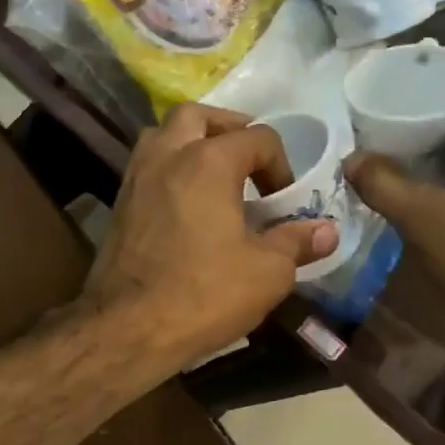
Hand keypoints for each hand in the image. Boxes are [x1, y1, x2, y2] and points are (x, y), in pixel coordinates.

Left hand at [83, 103, 338, 371]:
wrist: (128, 328)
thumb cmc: (203, 294)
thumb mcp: (267, 272)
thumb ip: (297, 242)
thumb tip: (327, 231)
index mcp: (207, 161)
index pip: (257, 138)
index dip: (281, 165)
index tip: (284, 203)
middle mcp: (166, 156)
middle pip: (197, 116)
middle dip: (228, 130)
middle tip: (247, 161)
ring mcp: (135, 179)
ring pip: (161, 136)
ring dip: (190, 143)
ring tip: (213, 176)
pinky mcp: (118, 205)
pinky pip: (146, 168)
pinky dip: (168, 171)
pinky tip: (185, 205)